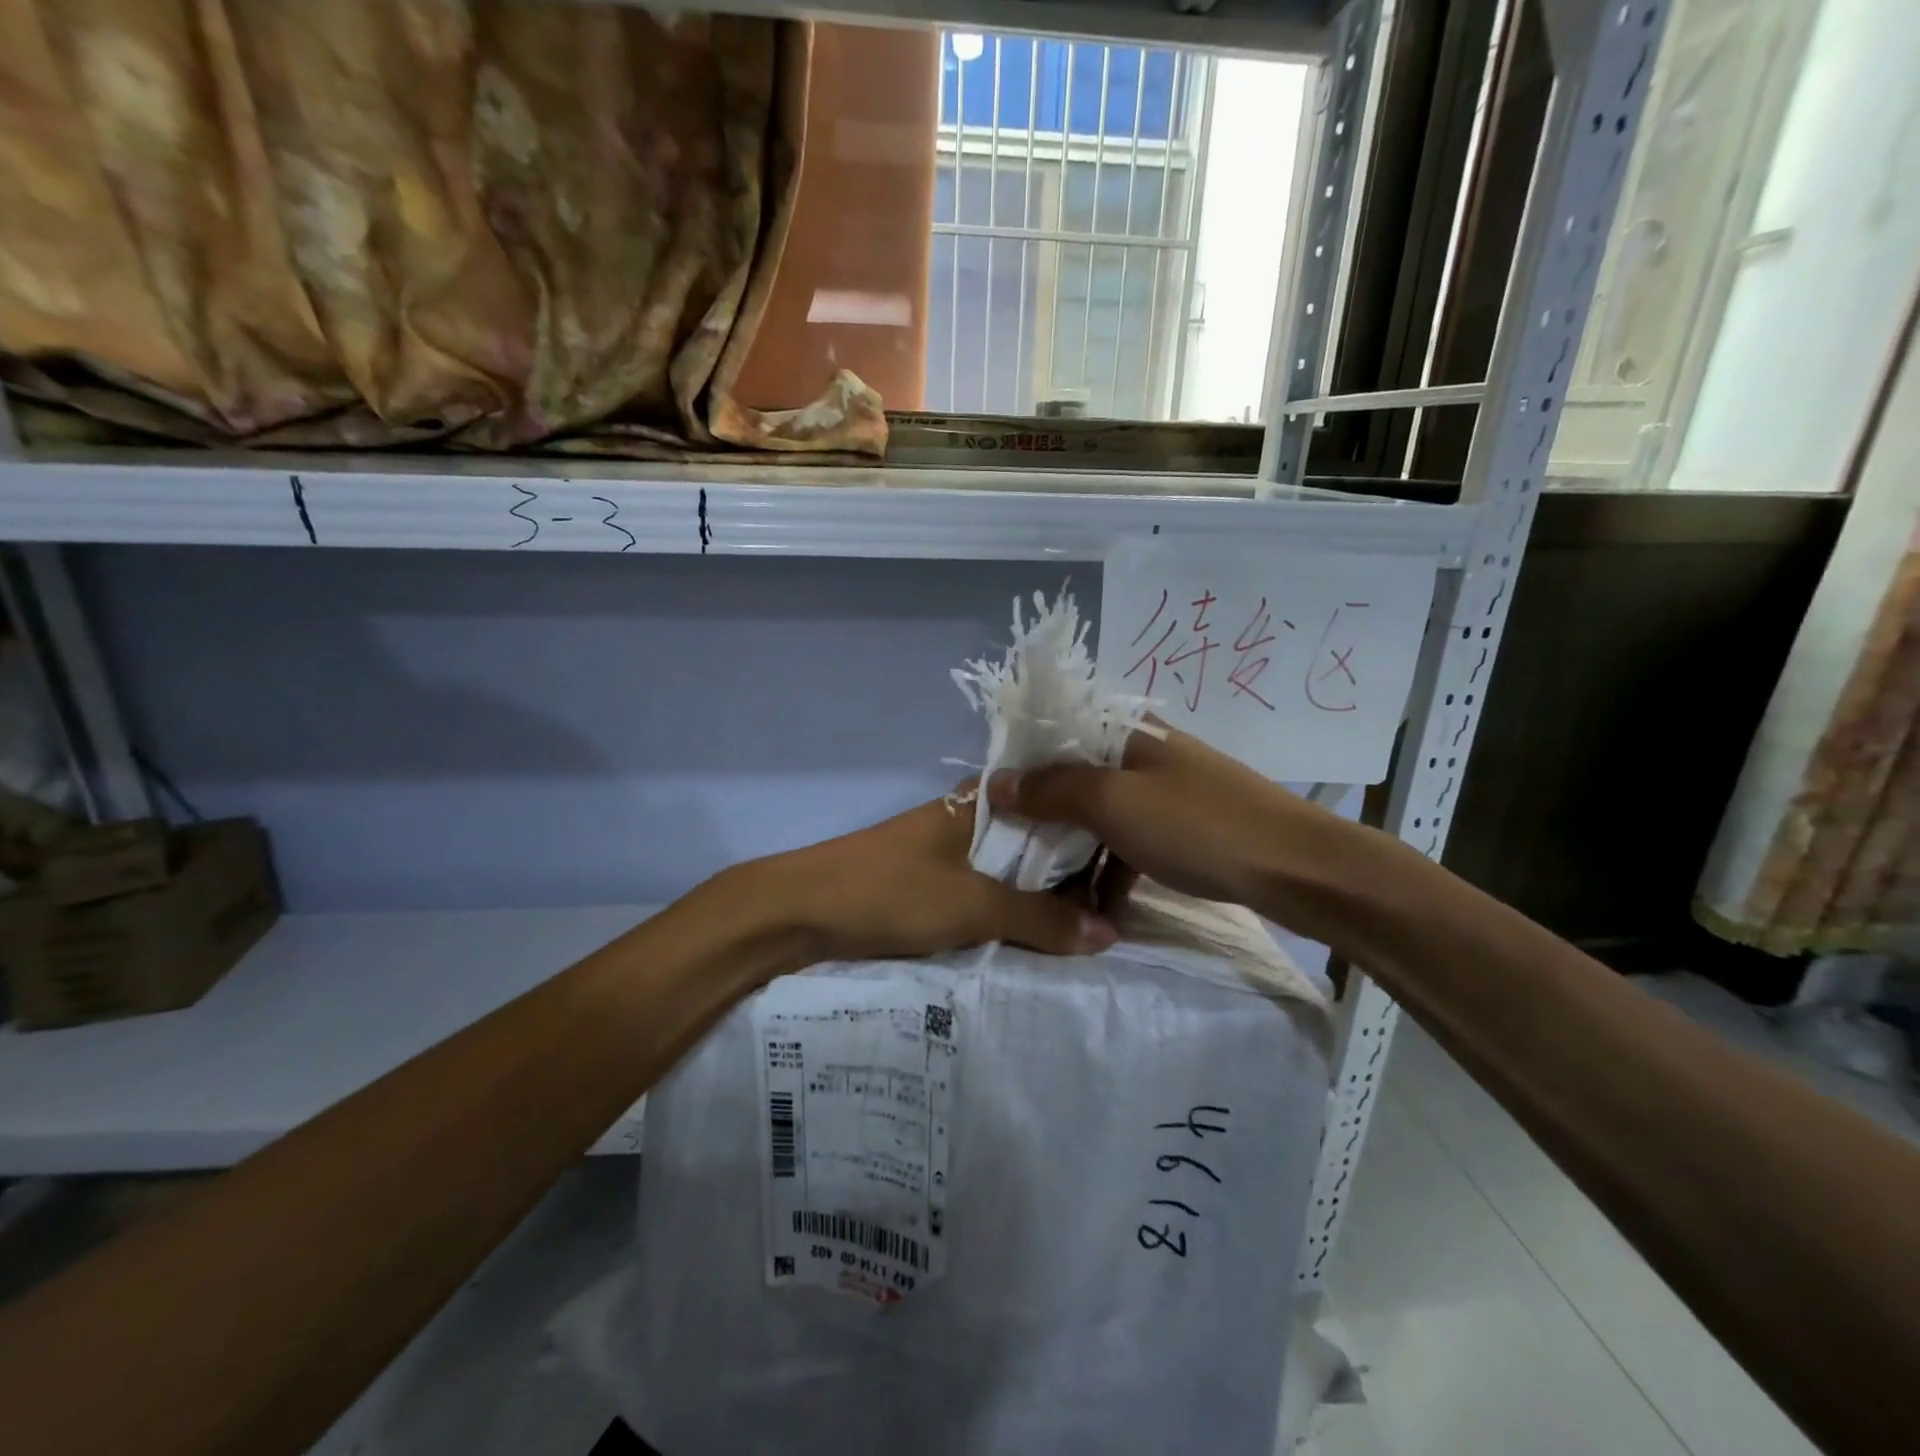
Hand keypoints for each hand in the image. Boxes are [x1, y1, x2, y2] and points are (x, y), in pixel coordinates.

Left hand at [745, 789, 1119, 964]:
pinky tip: (1032, 940)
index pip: (1052, 801)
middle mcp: (967, 818)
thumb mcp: (972, 906)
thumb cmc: (888, 892)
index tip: (1130, 862)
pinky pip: (982, 894)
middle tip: (1116, 909)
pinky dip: (1006, 913)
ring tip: (1086, 931)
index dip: (1091, 827)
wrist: (795, 913)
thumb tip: (1109, 932)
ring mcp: (945, 851)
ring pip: (1009, 870)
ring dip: (1038, 899)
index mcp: (980, 802)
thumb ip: (1040, 919)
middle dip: (1071, 874)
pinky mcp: (926, 883)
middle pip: (1034, 840)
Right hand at [984, 726, 1367, 943]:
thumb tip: (997, 783)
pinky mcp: (1184, 830)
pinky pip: (1131, 843)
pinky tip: (1099, 906)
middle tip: (1011, 849)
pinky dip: (1112, 870)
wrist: (1295, 868)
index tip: (991, 803)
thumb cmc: (1197, 825)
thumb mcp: (1113, 803)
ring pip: (1102, 815)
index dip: (1021, 765)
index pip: (1057, 735)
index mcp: (1127, 732)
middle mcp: (1144, 754)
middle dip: (1044, 813)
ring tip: (1047, 886)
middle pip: (1078, 777)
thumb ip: (1053, 790)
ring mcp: (1167, 793)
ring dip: (1076, 849)